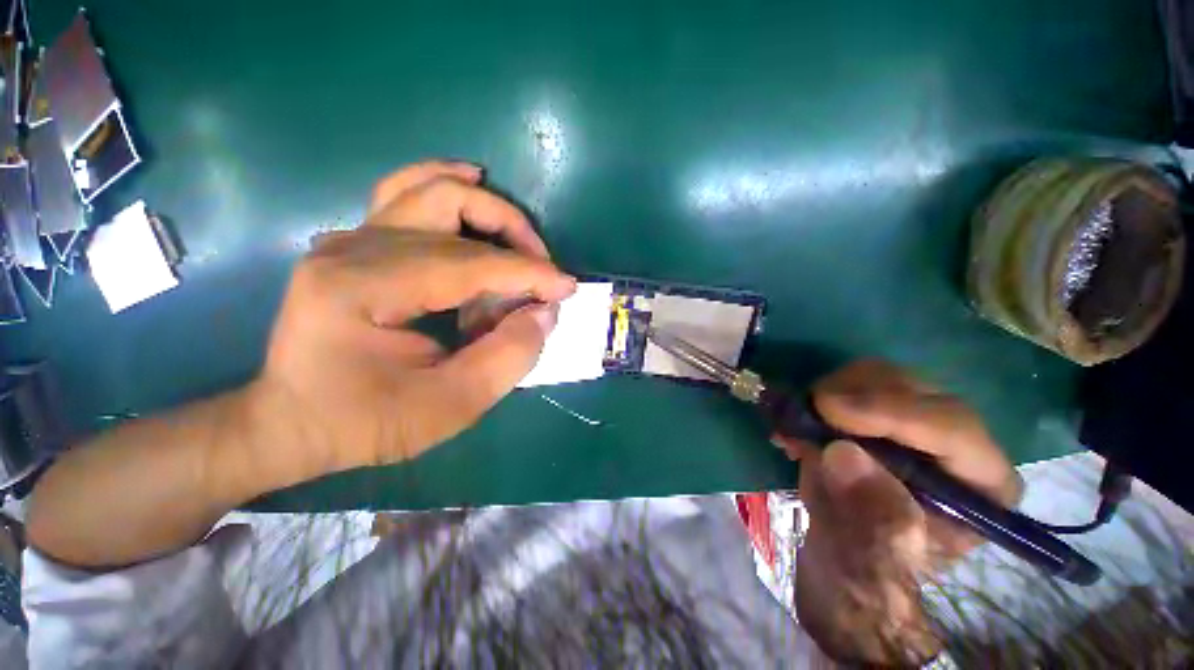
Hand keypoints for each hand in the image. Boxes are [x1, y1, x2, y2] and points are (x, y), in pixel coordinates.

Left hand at [248, 162, 574, 475]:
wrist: (293, 423)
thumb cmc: (365, 423)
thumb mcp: (448, 407)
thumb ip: (507, 358)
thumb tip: (545, 312)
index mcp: (363, 288)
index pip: (468, 264)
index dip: (528, 273)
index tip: (567, 288)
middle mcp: (352, 248)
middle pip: (450, 208)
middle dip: (513, 234)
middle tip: (543, 269)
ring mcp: (351, 239)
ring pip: (430, 189)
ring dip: (487, 207)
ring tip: (522, 237)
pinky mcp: (358, 243)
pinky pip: (407, 194)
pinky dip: (448, 185)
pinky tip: (473, 182)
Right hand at [773, 360, 1021, 665]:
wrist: (844, 551)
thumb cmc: (868, 563)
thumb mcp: (871, 556)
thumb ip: (867, 513)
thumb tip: (842, 454)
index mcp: (981, 486)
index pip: (953, 429)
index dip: (891, 413)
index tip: (828, 410)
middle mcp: (960, 442)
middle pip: (916, 390)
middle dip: (852, 396)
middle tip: (803, 415)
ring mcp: (919, 418)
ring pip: (880, 376)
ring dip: (829, 393)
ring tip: (794, 426)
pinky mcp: (881, 408)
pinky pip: (850, 381)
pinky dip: (817, 394)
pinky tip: (796, 422)